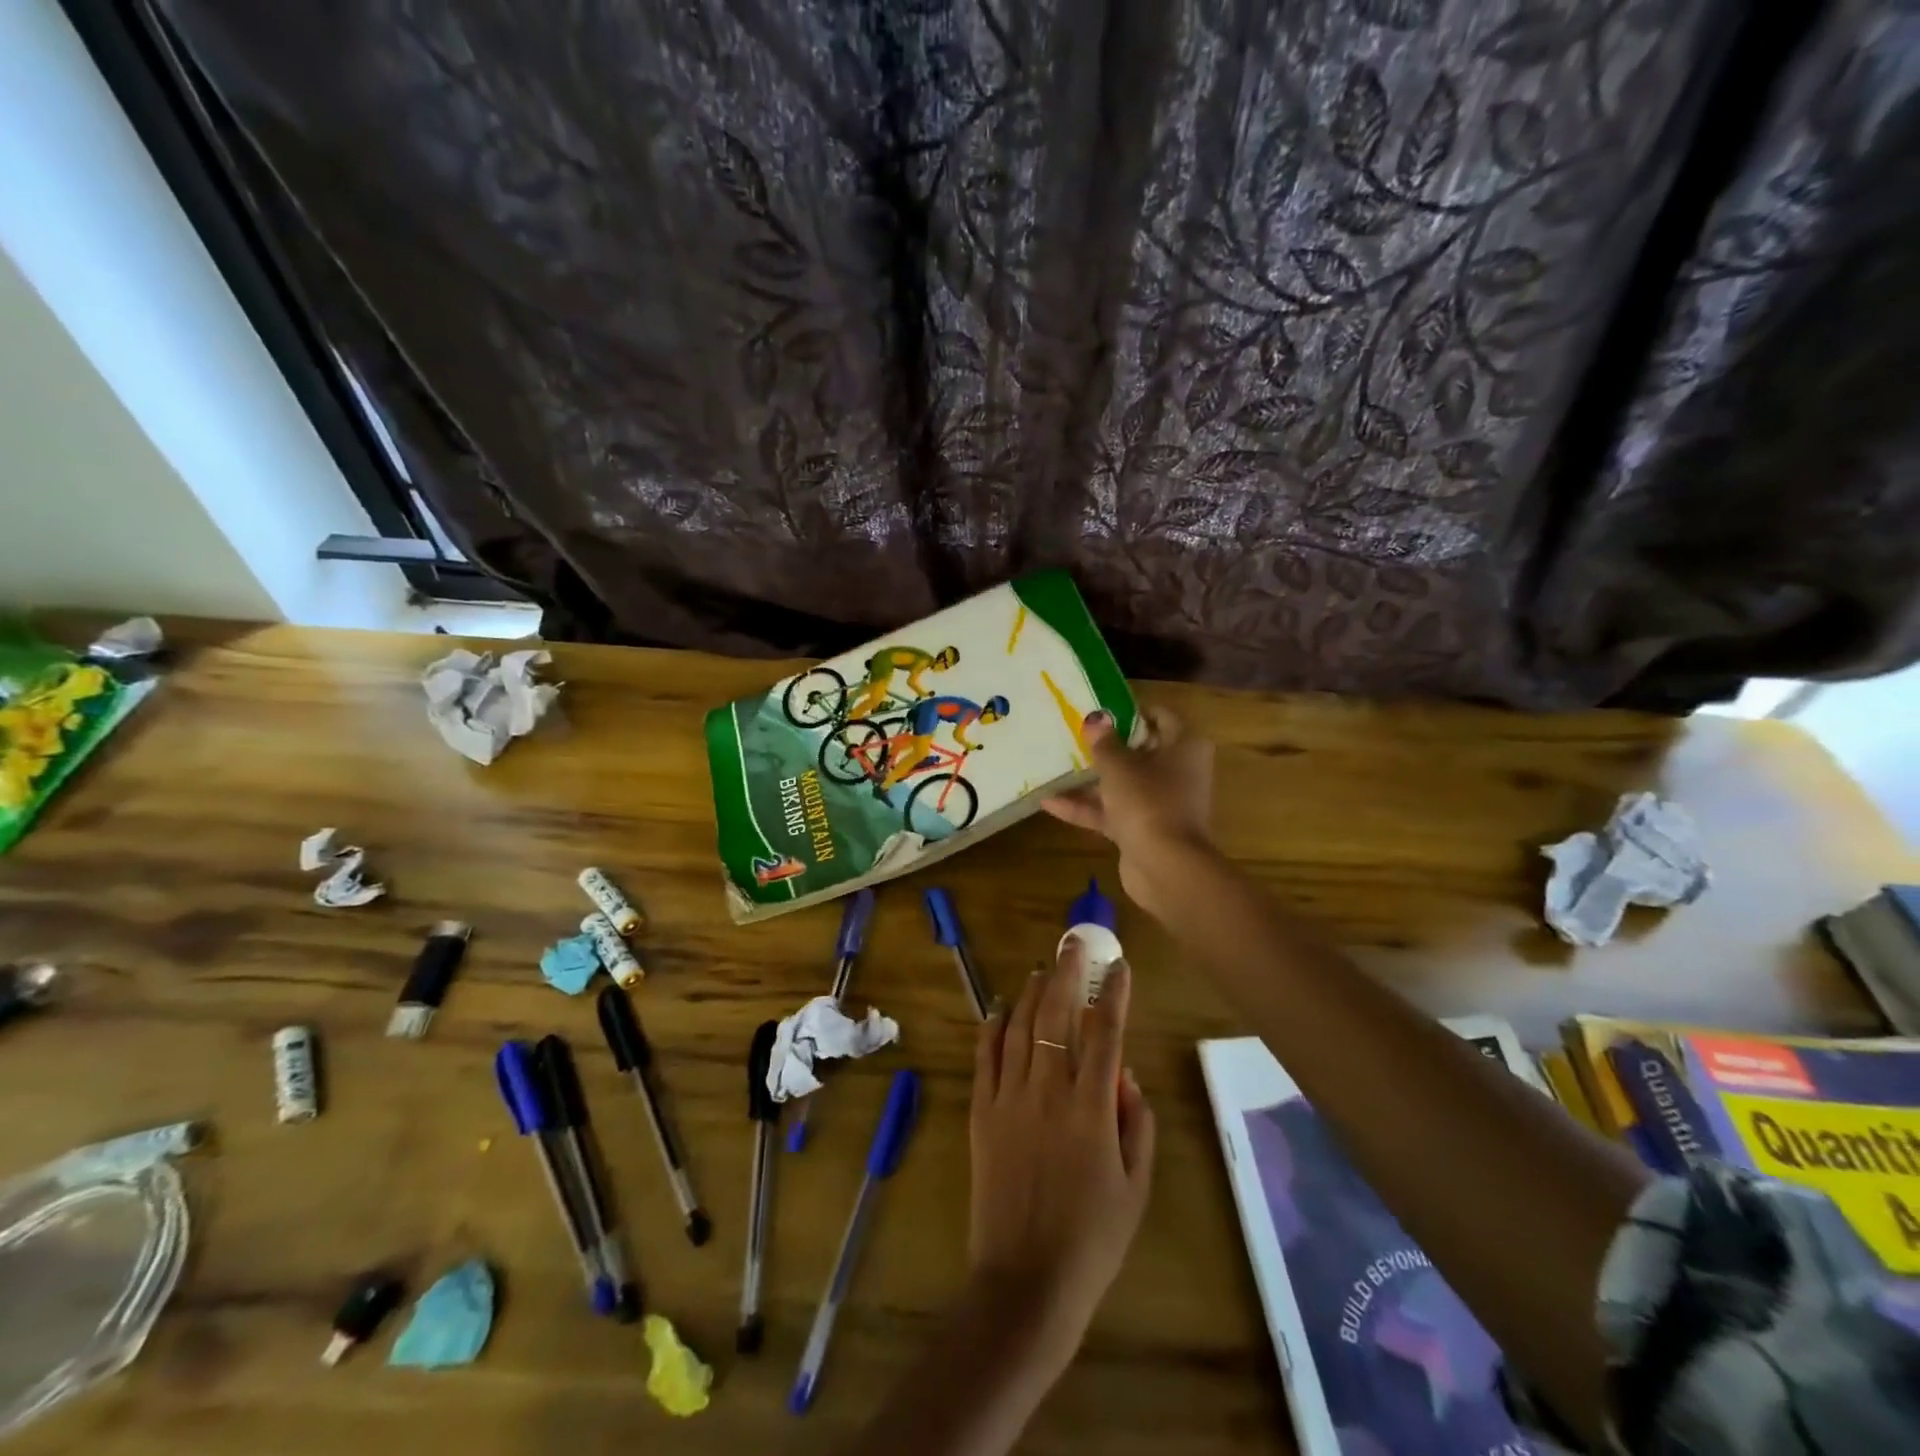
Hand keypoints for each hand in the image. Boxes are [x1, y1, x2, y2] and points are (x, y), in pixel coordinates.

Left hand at [967, 941, 1155, 1373]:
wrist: (1025, 1281)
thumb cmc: (1092, 1239)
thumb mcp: (1136, 1187)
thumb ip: (1137, 1123)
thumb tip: (1125, 1074)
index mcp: (1091, 1109)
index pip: (1105, 1033)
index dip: (1113, 995)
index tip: (1119, 967)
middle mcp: (1048, 1091)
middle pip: (1055, 1015)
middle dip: (1066, 973)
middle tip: (1073, 945)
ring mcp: (1009, 1098)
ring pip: (1018, 1027)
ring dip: (1030, 992)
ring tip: (1041, 969)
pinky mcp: (982, 1112)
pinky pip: (985, 1056)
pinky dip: (991, 1026)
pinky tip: (998, 1008)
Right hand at [1042, 707, 1214, 915]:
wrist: (1165, 867)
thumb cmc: (1148, 802)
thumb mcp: (1119, 766)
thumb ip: (1104, 742)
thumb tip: (1095, 719)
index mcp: (1184, 746)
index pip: (1160, 717)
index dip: (1130, 711)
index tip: (1099, 709)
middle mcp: (1177, 771)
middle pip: (1139, 751)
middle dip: (1106, 746)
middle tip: (1072, 733)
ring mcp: (1160, 803)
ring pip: (1123, 784)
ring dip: (1090, 779)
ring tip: (1053, 766)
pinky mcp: (1143, 829)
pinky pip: (1113, 811)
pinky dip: (1086, 807)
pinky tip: (1048, 803)